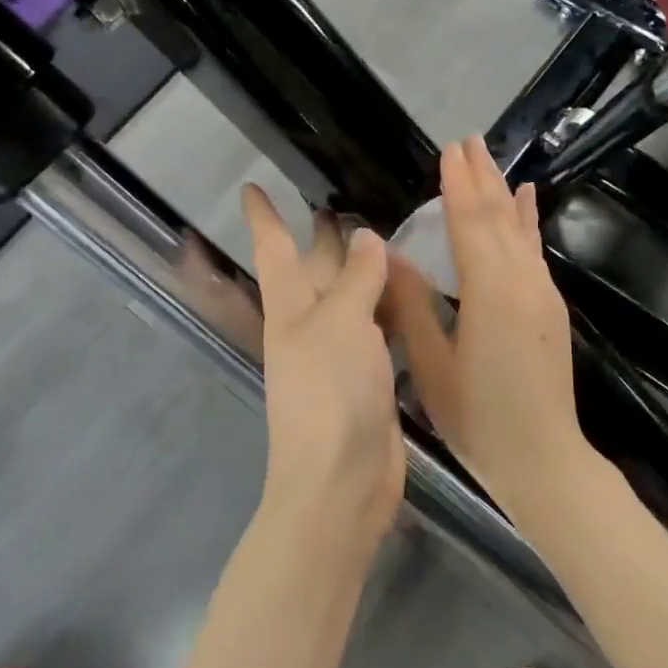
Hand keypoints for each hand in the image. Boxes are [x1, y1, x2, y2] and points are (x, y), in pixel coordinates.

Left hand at [243, 185, 405, 559]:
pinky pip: (380, 328)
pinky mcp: (369, 375)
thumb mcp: (341, 323)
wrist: (342, 481)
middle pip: (316, 269)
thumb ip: (356, 278)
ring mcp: (340, 352)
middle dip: (324, 236)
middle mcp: (311, 324)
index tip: (252, 186)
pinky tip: (415, 291)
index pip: (274, 248)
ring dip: (366, 269)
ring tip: (392, 234)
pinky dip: (393, 306)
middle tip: (345, 199)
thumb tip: (366, 238)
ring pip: (353, 297)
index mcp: (291, 307)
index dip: (264, 216)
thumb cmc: (330, 393)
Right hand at [380, 137, 589, 514]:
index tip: (448, 150)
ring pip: (519, 229)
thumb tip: (392, 255)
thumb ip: (413, 305)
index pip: (469, 224)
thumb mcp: (432, 365)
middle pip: (497, 217)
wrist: (544, 459)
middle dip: (480, 177)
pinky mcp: (550, 307)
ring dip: (502, 192)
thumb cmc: (478, 419)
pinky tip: (527, 200)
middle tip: (466, 140)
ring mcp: (542, 293)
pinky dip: (528, 220)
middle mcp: (522, 281)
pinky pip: (535, 250)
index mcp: (489, 292)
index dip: (456, 185)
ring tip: (489, 158)